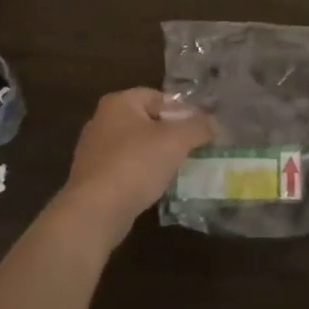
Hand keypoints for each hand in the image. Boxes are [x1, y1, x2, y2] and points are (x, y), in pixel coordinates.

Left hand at [55, 89, 214, 245]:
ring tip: (180, 169)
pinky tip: (157, 187)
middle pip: (148, 120)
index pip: (158, 96)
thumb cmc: (135, 165)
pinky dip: (143, 174)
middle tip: (194, 148)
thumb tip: (214, 123)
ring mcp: (94, 150)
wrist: (95, 211)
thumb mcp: (175, 141)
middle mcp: (102, 121)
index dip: (183, 111)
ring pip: (137, 146)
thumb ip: (198, 127)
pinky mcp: (93, 177)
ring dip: (158, 155)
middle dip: (172, 134)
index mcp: (118, 103)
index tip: (201, 129)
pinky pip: (126, 168)